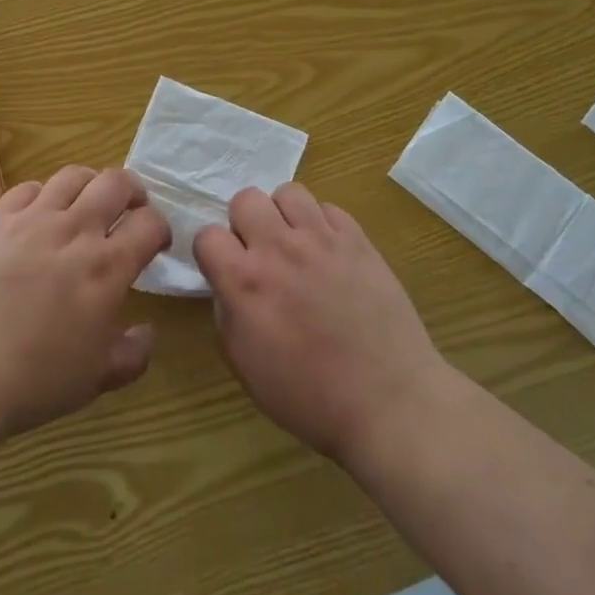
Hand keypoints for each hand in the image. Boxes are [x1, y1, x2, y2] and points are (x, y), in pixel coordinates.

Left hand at [0, 167, 170, 440]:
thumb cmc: (33, 381)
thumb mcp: (96, 379)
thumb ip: (132, 354)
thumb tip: (149, 332)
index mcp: (107, 267)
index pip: (150, 223)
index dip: (160, 229)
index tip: (155, 244)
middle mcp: (76, 231)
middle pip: (117, 182)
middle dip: (133, 191)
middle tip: (129, 211)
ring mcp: (33, 220)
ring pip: (73, 175)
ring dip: (89, 185)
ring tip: (86, 204)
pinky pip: (27, 188)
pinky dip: (42, 195)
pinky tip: (39, 215)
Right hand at [195, 183, 446, 463]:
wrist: (387, 400)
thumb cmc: (309, 396)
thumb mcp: (246, 365)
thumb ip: (227, 313)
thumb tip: (229, 285)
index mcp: (245, 282)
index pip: (207, 235)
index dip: (212, 252)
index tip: (224, 269)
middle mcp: (279, 248)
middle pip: (246, 199)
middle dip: (245, 223)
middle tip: (259, 254)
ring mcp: (322, 239)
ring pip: (289, 193)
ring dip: (283, 216)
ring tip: (295, 244)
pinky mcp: (357, 239)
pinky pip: (329, 209)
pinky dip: (322, 225)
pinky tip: (328, 253)